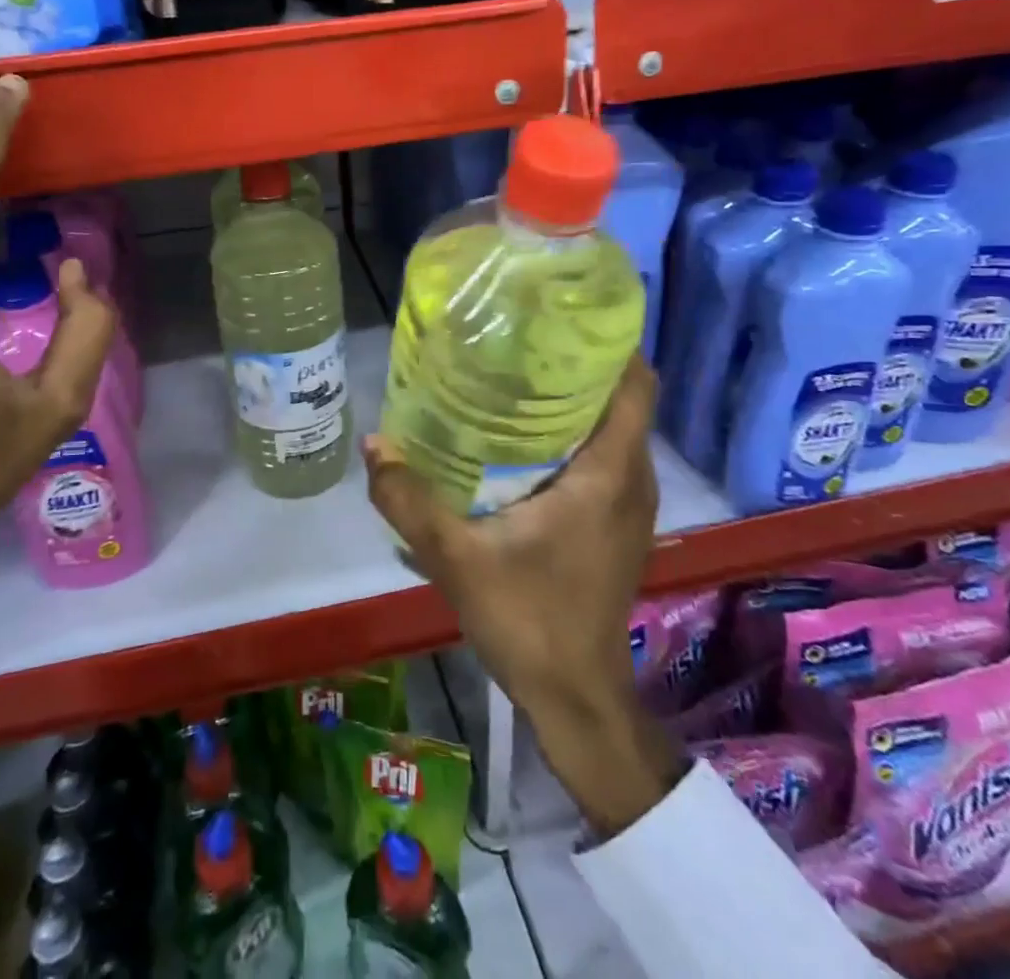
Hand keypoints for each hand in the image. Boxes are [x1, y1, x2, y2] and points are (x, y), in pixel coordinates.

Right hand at [364, 357, 687, 835]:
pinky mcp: (618, 523)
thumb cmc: (527, 618)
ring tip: (517, 376)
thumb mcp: (455, 556)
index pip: (635, 383)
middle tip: (521, 338)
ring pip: (615, 427)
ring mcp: (631, 504)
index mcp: (608, 473)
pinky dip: (577, 433)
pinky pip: (607, 455)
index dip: (609, 340)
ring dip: (577, 398)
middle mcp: (632, 479)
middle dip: (580, 361)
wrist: (574, 694)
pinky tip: (523, 439)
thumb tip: (374, 443)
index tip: (561, 314)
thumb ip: (409, 499)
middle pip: (623, 397)